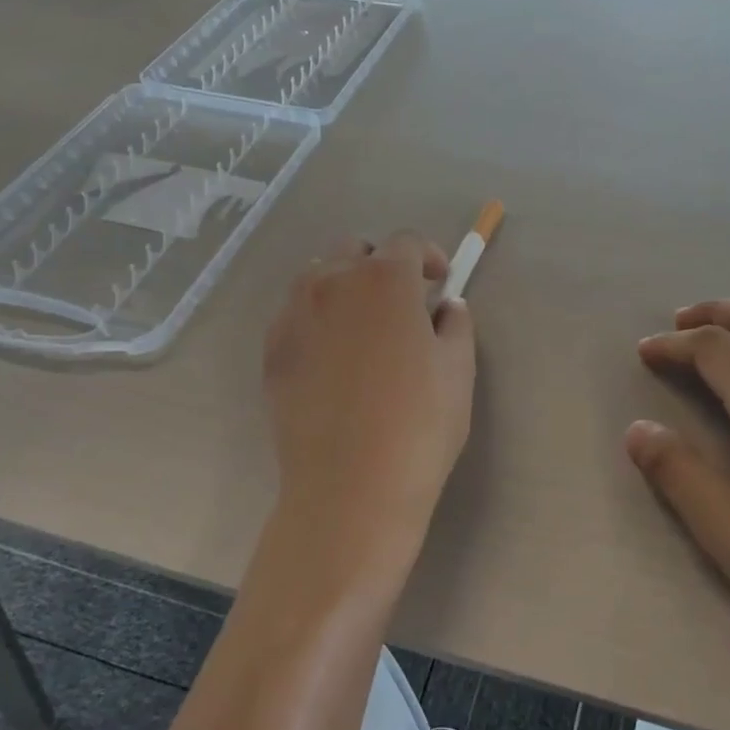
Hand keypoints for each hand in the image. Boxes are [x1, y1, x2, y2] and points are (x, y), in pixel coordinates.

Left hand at [259, 232, 475, 602]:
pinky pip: (295, 316)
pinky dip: (317, 319)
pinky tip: (333, 358)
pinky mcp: (272, 351)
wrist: (351, 486)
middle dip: (381, 264)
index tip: (439, 282)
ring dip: (344, 286)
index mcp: (384, 279)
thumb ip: (456, 325)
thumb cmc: (419, 424)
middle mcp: (332, 282)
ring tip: (363, 326)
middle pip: (355, 250)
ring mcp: (294, 315)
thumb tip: (446, 307)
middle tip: (402, 303)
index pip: (406, 242)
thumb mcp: (458, 370)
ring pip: (318, 277)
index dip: (427, 257)